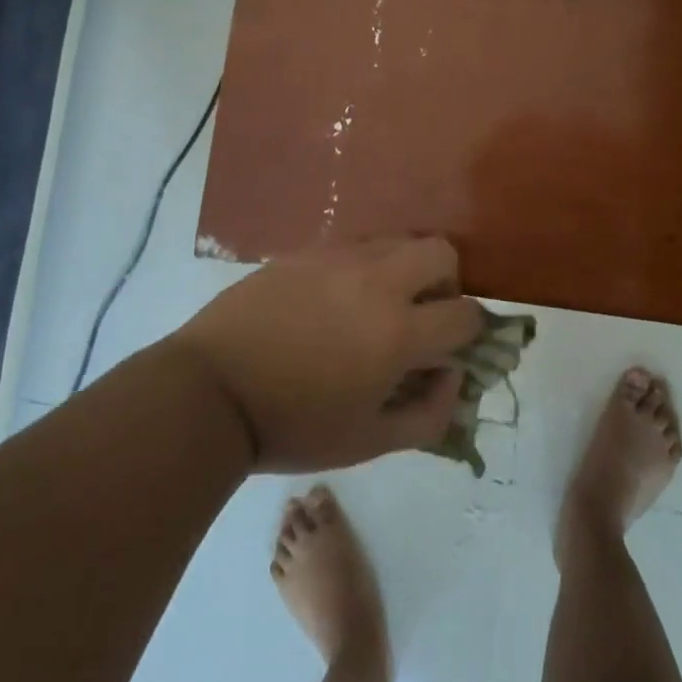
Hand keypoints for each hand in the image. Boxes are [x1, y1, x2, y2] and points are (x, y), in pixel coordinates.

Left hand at [173, 236, 483, 472]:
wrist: (211, 391)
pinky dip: (365, 266)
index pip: (465, 314)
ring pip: (398, 240)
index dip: (470, 333)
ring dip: (405, 268)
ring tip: (378, 304)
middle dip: (447, 282)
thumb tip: (454, 376)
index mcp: (398, 332)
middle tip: (421, 314)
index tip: (450, 349)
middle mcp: (377, 281)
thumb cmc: (293, 426)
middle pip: (442, 251)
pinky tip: (337, 298)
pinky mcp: (306, 251)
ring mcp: (339, 258)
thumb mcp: (368, 442)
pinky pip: (355, 245)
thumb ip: (429, 415)